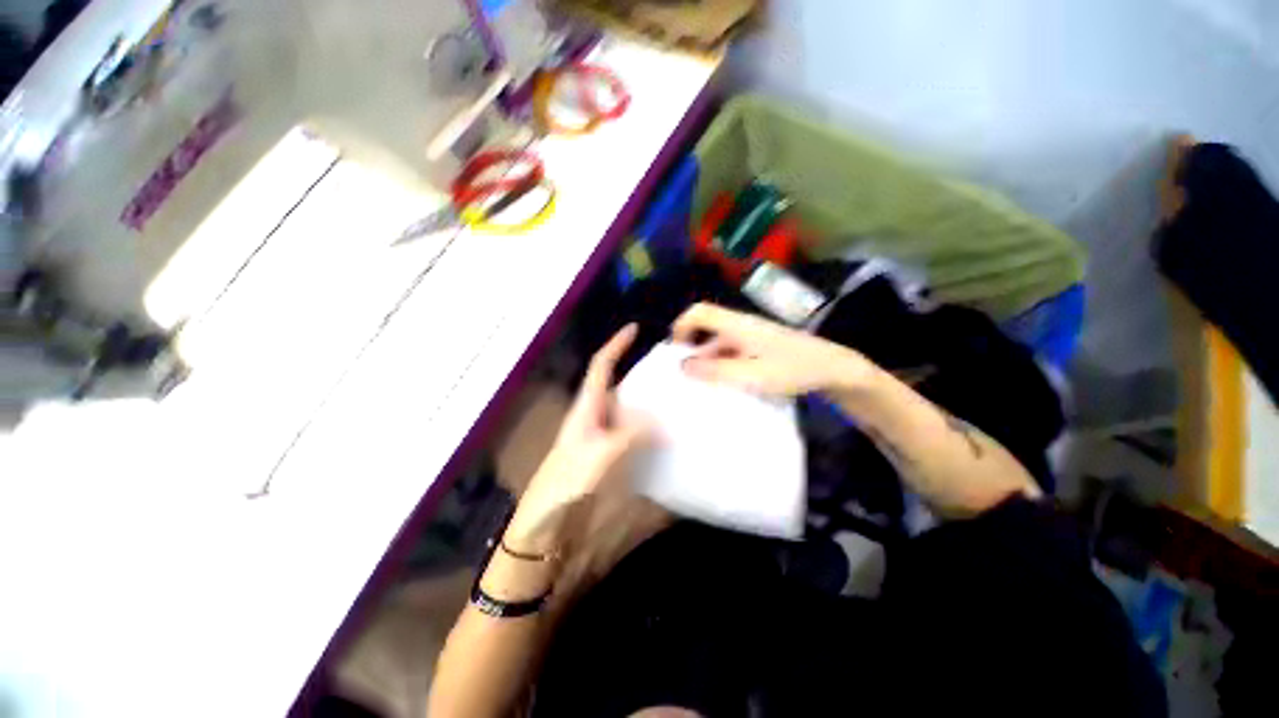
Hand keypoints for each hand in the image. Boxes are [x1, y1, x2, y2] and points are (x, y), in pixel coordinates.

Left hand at [506, 324, 651, 553]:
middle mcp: (594, 413)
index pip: (601, 365)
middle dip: (641, 376)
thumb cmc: (569, 478)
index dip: (616, 344)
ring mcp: (601, 432)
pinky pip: (631, 431)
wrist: (548, 514)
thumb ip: (633, 434)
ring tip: (675, 401)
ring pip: (628, 409)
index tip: (634, 328)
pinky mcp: (607, 450)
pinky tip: (665, 437)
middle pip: (619, 385)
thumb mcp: (602, 452)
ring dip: (647, 404)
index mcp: (587, 404)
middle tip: (669, 374)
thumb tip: (662, 423)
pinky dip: (647, 429)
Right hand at [673, 302, 874, 396]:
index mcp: (737, 325)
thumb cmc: (793, 369)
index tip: (674, 353)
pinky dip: (723, 366)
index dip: (681, 326)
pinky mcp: (760, 347)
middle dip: (692, 350)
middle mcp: (741, 326)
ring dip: (708, 362)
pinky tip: (725, 386)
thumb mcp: (751, 375)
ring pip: (720, 343)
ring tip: (702, 387)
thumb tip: (682, 365)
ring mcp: (752, 336)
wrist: (834, 369)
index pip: (699, 312)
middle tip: (685, 378)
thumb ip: (716, 371)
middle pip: (707, 329)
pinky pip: (732, 352)